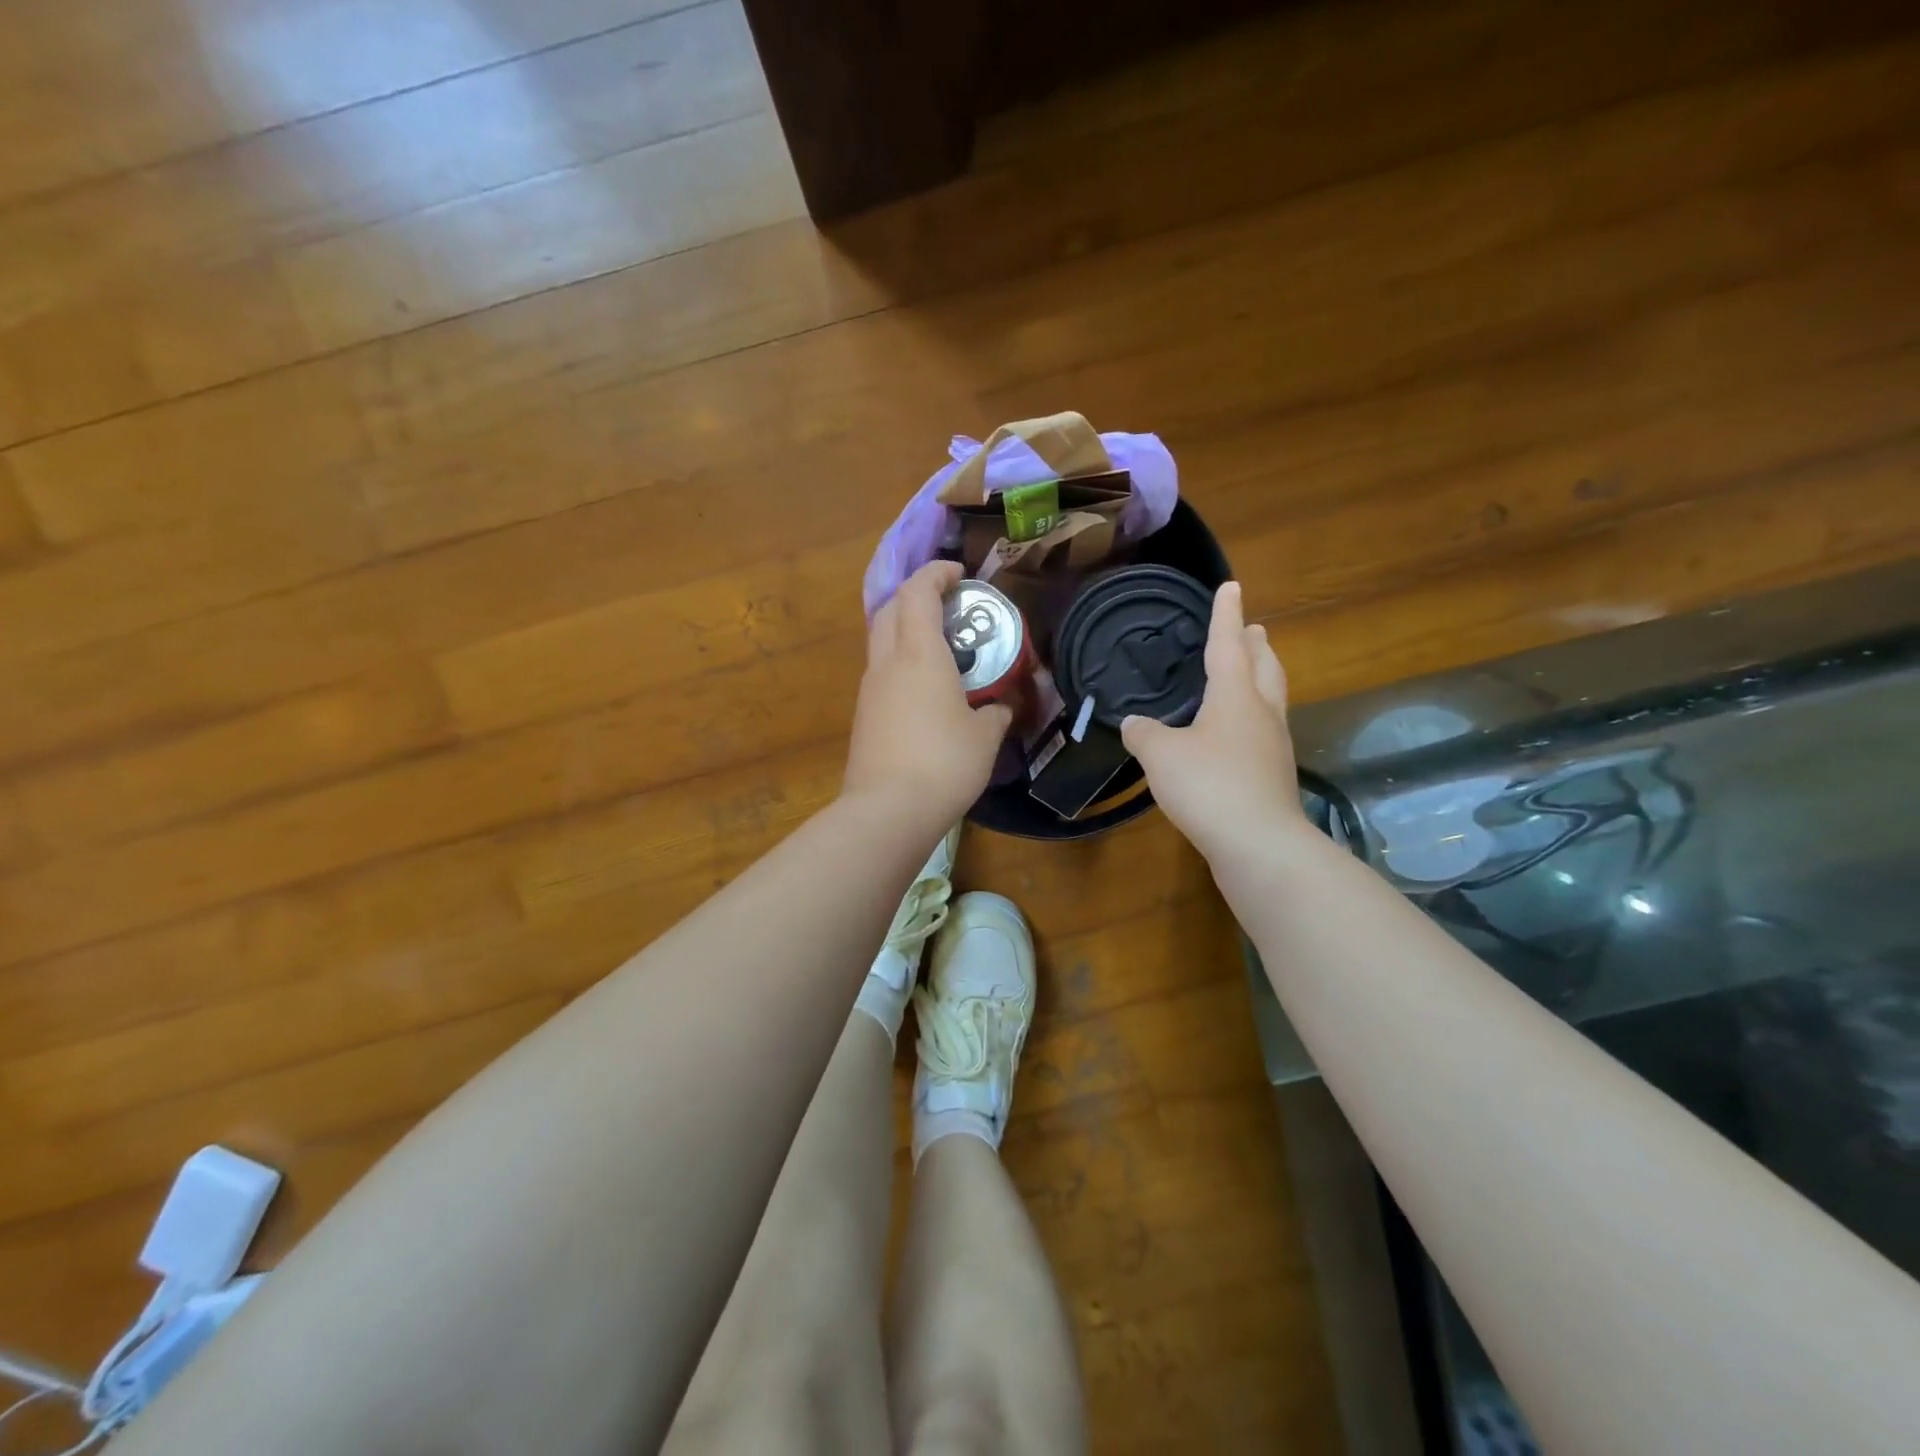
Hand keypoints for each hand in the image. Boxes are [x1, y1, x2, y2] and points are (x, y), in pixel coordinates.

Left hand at [844, 561, 1012, 827]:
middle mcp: (887, 663)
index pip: (918, 592)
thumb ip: (996, 713)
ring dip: (906, 630)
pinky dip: (901, 663)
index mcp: (919, 654)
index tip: (959, 574)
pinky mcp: (863, 715)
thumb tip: (1002, 707)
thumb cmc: (944, 763)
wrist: (888, 810)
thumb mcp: (985, 737)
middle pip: (891, 609)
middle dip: (916, 596)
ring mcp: (869, 689)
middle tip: (949, 606)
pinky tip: (925, 689)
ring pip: (881, 640)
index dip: (936, 573)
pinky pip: (881, 672)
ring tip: (941, 648)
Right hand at [1121, 582, 1307, 863]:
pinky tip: (1235, 733)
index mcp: (1236, 695)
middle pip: (1264, 667)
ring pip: (1271, 698)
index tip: (1231, 587)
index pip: (1229, 644)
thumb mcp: (1161, 755)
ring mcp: (1274, 745)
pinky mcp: (1273, 776)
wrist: (1258, 843)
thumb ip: (1144, 733)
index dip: (1225, 614)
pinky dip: (1252, 717)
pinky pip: (1263, 731)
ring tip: (1250, 671)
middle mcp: (1262, 713)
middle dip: (1256, 645)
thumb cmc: (1208, 785)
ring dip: (1261, 677)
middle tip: (1251, 628)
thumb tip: (1136, 723)